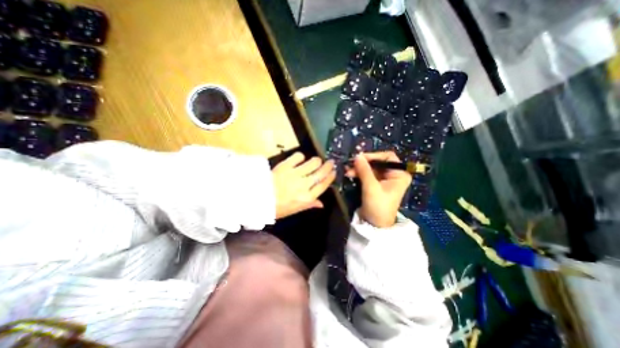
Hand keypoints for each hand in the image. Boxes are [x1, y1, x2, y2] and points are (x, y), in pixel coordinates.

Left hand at [272, 152, 337, 218]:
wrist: (258, 198)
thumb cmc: (277, 207)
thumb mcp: (295, 209)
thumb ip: (309, 205)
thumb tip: (321, 203)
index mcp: (307, 197)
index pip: (323, 185)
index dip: (331, 177)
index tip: (334, 171)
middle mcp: (304, 184)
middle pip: (321, 172)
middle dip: (328, 166)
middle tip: (331, 162)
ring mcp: (295, 174)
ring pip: (313, 163)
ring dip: (317, 161)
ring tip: (316, 161)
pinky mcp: (286, 165)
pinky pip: (299, 156)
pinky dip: (301, 156)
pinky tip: (300, 159)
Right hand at [347, 151, 412, 227]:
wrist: (375, 224)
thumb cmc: (378, 206)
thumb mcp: (371, 187)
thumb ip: (364, 170)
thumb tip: (357, 156)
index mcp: (399, 174)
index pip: (388, 157)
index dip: (374, 156)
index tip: (360, 158)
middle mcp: (393, 175)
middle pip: (378, 162)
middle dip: (363, 163)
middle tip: (350, 164)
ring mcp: (384, 179)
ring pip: (371, 168)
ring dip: (359, 168)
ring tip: (347, 171)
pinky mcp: (376, 184)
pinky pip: (367, 174)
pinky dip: (359, 173)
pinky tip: (350, 174)